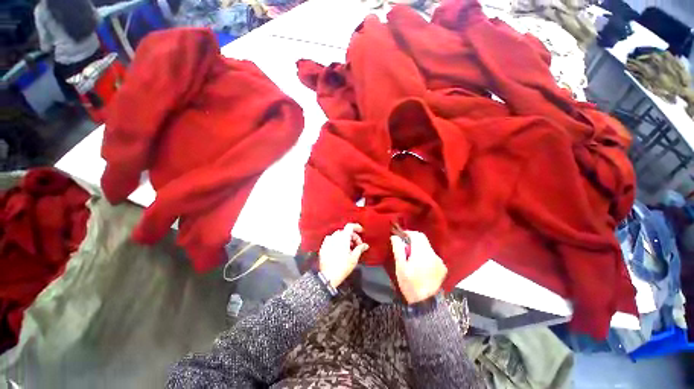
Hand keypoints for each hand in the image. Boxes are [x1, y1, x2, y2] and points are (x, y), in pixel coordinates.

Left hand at [319, 223, 368, 287]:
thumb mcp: (354, 258)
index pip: (350, 226)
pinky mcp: (323, 247)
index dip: (357, 227)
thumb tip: (365, 245)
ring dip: (345, 239)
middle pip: (345, 231)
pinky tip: (340, 250)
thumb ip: (360, 248)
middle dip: (353, 236)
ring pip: (338, 236)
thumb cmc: (341, 268)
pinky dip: (337, 242)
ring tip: (349, 249)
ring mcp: (327, 242)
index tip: (361, 231)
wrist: (328, 277)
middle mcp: (334, 237)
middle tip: (357, 245)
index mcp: (343, 238)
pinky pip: (331, 240)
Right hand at [391, 231, 446, 303]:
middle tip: (404, 246)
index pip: (417, 235)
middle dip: (413, 239)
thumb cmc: (409, 284)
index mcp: (422, 253)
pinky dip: (425, 255)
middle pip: (423, 239)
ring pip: (427, 247)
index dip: (408, 233)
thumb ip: (398, 249)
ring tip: (411, 257)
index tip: (400, 236)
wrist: (425, 304)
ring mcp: (439, 261)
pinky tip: (420, 264)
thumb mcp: (400, 266)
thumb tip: (394, 236)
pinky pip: (432, 255)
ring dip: (419, 247)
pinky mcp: (442, 267)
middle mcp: (433, 254)